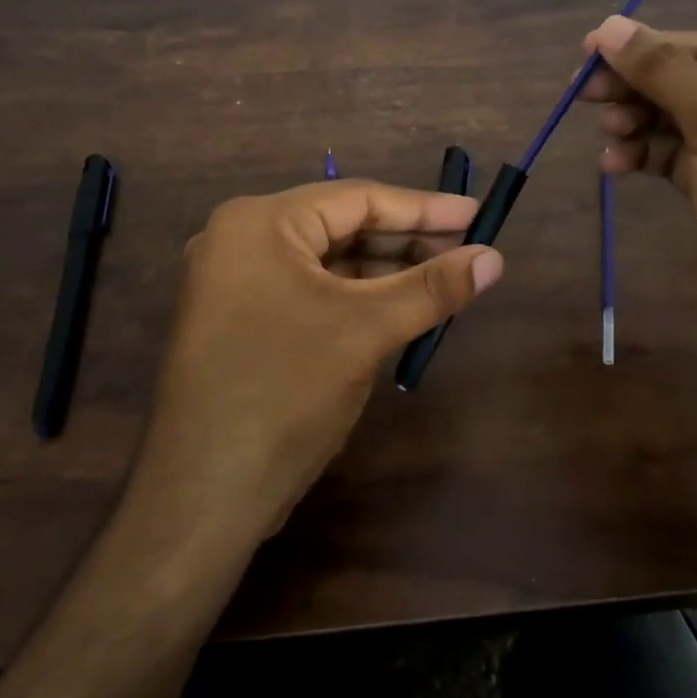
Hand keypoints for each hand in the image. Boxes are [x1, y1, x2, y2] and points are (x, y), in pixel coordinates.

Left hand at [126, 180, 503, 544]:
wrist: (202, 498)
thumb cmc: (284, 393)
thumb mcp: (365, 331)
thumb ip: (432, 288)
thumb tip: (494, 258)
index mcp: (259, 222)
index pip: (356, 199)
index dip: (423, 208)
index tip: (477, 215)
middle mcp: (241, 240)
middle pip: (341, 227)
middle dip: (406, 241)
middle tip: (467, 249)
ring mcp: (236, 282)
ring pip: (328, 262)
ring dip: (385, 271)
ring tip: (445, 277)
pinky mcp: (242, 320)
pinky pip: (311, 291)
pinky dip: (356, 297)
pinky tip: (400, 306)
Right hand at [580, 15, 696, 387]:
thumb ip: (664, 71)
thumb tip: (609, 25)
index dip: (651, 47)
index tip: (589, 51)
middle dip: (643, 89)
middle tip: (586, 95)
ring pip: (688, 121)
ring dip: (642, 123)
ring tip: (607, 134)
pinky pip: (686, 158)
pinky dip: (650, 157)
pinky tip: (615, 165)